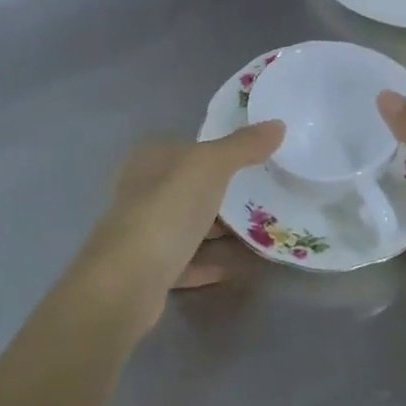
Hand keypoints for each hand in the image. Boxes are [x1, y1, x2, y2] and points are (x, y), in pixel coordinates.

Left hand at [83, 123, 282, 314]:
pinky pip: (187, 260)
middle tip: (264, 197)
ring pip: (189, 225)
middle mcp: (141, 190)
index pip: (190, 148)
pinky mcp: (148, 270)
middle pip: (190, 187)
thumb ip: (244, 145)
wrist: (128, 282)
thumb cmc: (168, 209)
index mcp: (151, 159)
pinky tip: (237, 265)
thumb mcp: (211, 165)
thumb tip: (278, 124)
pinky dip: (210, 261)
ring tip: (260, 231)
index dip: (220, 152)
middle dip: (223, 192)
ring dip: (218, 230)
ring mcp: (143, 232)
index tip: (256, 161)